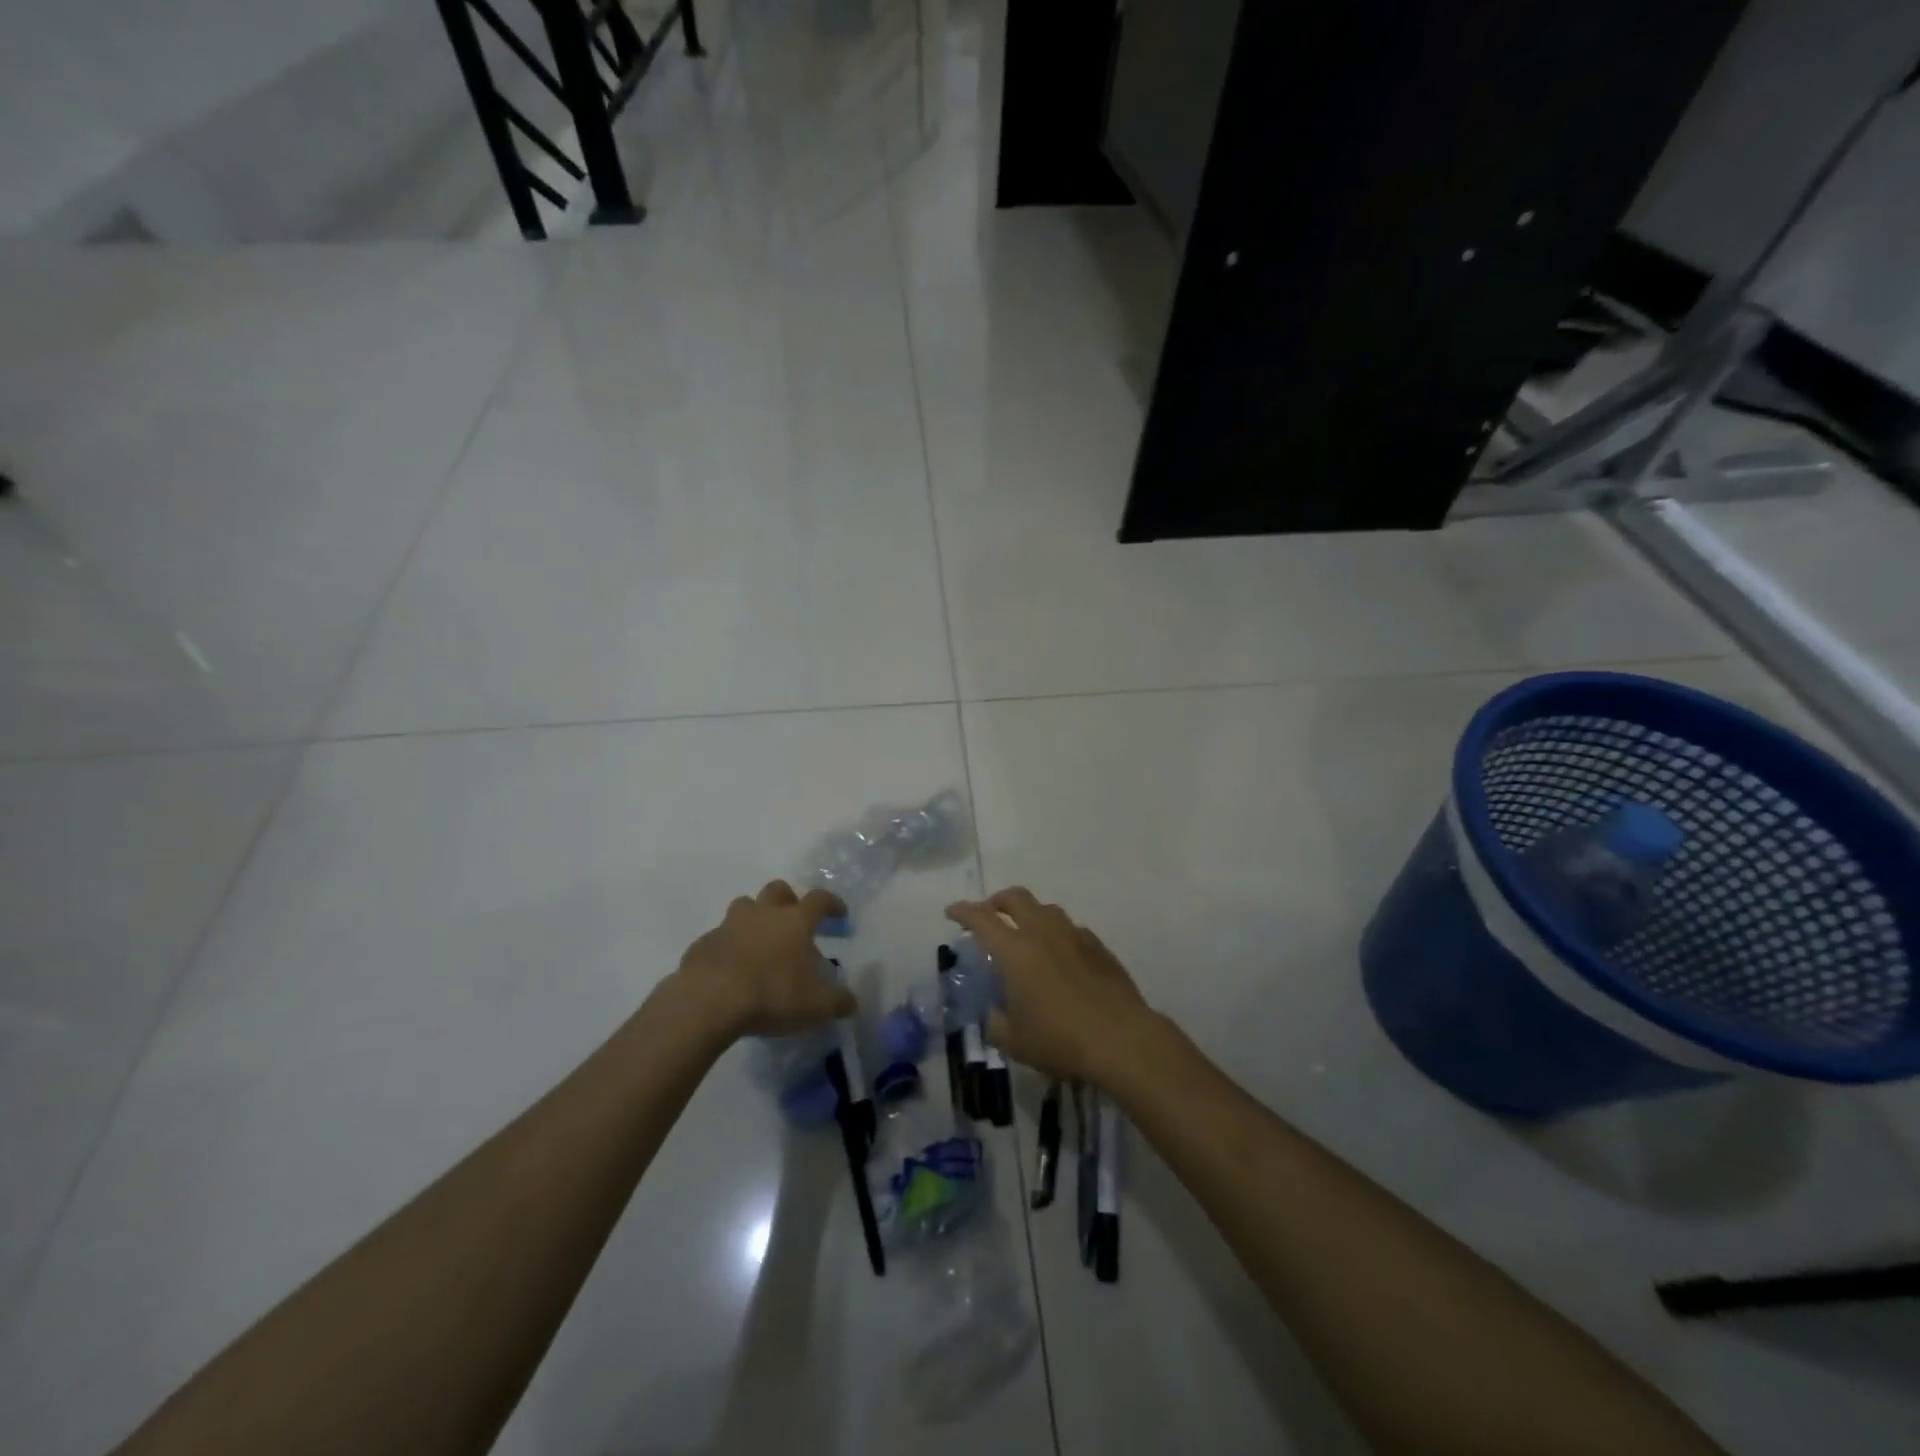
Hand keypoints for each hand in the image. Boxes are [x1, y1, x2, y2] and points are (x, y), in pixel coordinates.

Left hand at [670, 881, 855, 1038]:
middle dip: (788, 900)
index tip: (839, 914)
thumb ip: (838, 1002)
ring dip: (755, 917)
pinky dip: (729, 946)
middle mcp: (763, 913)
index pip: (819, 899)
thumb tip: (852, 1002)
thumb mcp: (816, 1006)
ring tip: (761, 942)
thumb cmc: (772, 994)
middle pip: (777, 889)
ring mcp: (729, 925)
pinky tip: (732, 969)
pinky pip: (720, 937)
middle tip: (794, 921)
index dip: (832, 903)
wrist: (708, 1001)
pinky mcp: (703, 944)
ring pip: (744, 906)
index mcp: (795, 920)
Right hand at [944, 888, 1155, 1086]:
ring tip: (1025, 934)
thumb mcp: (1015, 1042)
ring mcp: (1074, 935)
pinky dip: (1057, 933)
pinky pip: (1071, 928)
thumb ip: (996, 1022)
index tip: (952, 912)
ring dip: (1029, 914)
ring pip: (1046, 909)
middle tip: (988, 914)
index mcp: (1015, 950)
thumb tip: (994, 1012)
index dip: (963, 911)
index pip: (981, 918)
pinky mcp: (1098, 946)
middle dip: (997, 901)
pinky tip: (1060, 955)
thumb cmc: (1060, 1039)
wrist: (1121, 1038)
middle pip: (1015, 898)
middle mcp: (1042, 932)